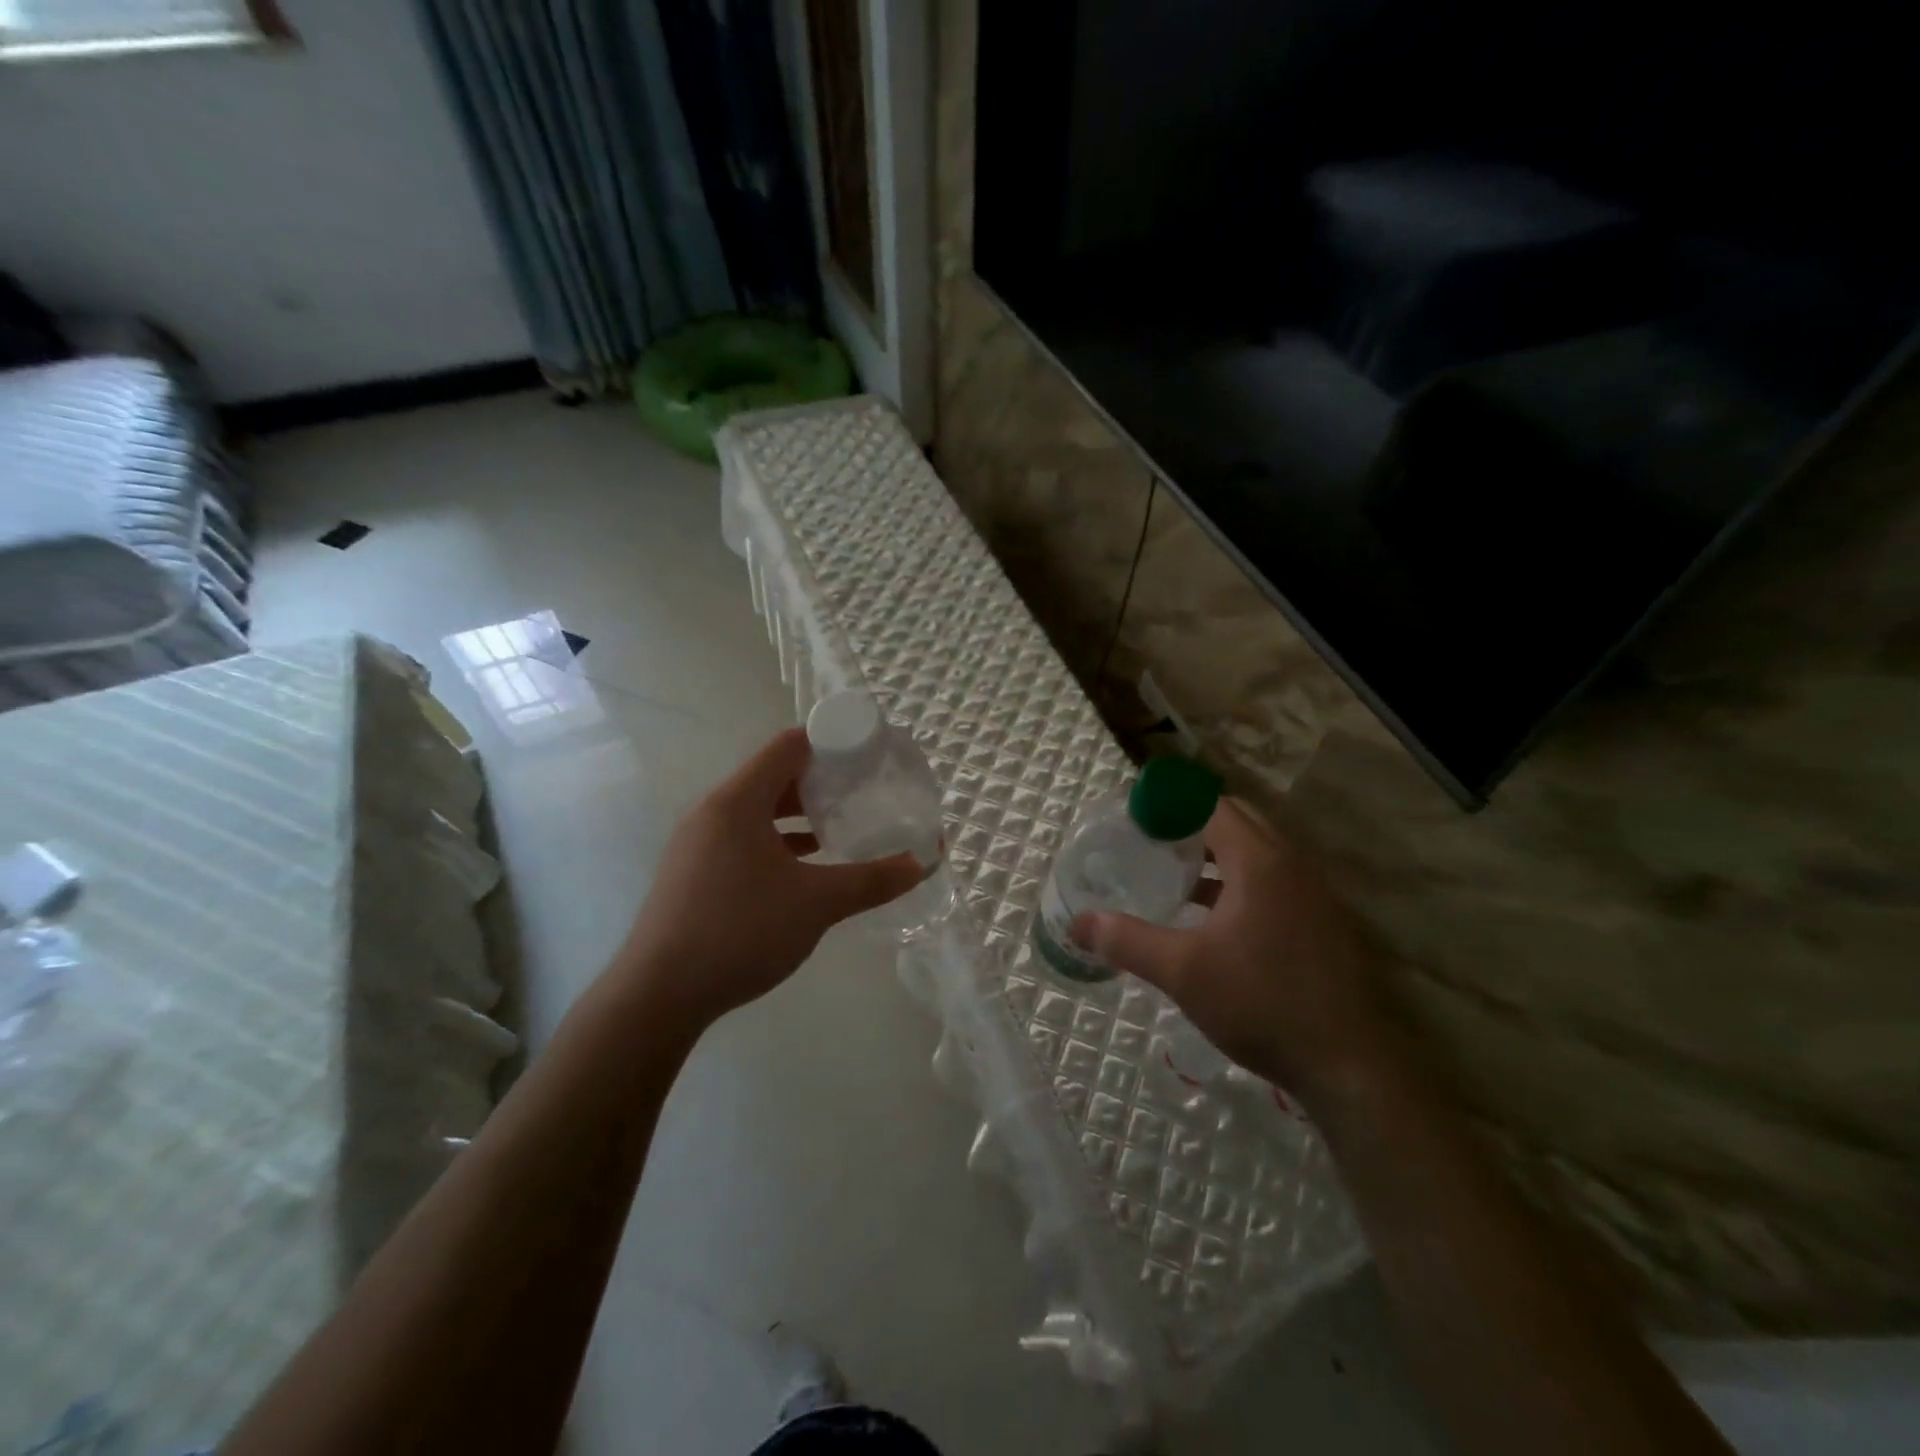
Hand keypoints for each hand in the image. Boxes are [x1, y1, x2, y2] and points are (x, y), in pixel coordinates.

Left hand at [613, 728, 923, 1030]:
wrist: (659, 995)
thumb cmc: (741, 931)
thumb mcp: (816, 903)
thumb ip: (872, 880)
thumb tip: (921, 864)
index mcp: (738, 801)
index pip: (789, 746)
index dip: (831, 741)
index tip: (868, 752)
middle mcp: (713, 811)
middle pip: (774, 775)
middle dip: (820, 779)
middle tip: (863, 790)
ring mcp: (698, 842)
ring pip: (757, 810)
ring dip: (798, 813)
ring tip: (841, 824)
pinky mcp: (694, 871)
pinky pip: (743, 837)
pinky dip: (777, 839)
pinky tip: (805, 864)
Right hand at [1071, 797, 1393, 1100]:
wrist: (1350, 1066)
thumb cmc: (1262, 1004)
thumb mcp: (1183, 972)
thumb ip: (1127, 941)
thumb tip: (1078, 923)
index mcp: (1260, 862)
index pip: (1211, 805)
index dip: (1170, 805)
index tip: (1134, 818)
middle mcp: (1292, 865)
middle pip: (1237, 820)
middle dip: (1192, 823)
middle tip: (1150, 841)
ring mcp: (1313, 893)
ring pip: (1258, 851)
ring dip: (1217, 852)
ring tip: (1174, 874)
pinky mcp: (1322, 921)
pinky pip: (1273, 879)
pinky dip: (1239, 879)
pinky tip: (1212, 916)